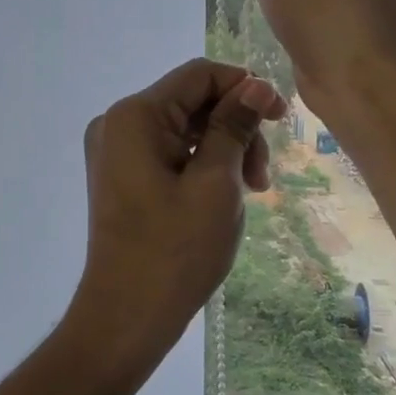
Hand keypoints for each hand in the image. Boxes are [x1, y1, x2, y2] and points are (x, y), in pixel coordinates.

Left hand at [60, 59, 285, 374]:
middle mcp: (117, 123)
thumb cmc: (174, 251)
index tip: (281, 118)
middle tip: (262, 177)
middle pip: (191, 102)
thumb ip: (234, 127)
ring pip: (183, 129)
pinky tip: (222, 196)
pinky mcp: (120, 176)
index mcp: (134, 116)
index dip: (244, 87)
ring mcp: (115, 151)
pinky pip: (168, 152)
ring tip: (249, 192)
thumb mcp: (215, 184)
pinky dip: (200, 165)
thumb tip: (255, 85)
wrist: (125, 319)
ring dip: (223, 150)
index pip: (199, 75)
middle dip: (235, 128)